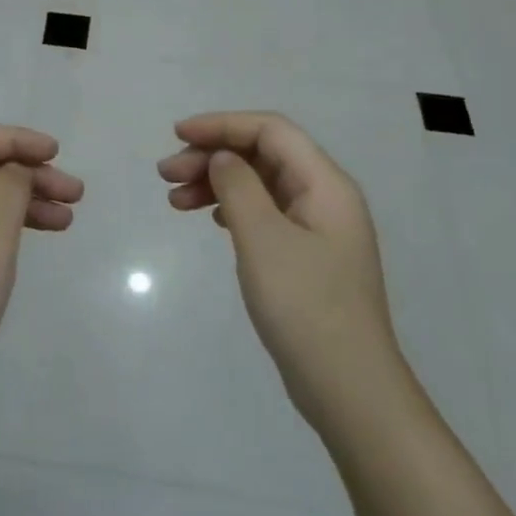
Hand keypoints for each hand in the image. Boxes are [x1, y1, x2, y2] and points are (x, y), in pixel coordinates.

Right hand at [158, 112, 396, 430]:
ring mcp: (318, 229)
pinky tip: (210, 219)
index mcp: (325, 184)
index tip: (177, 135)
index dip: (222, 125)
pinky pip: (265, 213)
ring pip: (260, 184)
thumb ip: (239, 187)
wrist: (349, 390)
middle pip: (263, 155)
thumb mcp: (263, 239)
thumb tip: (223, 158)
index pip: (270, 130)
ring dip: (217, 183)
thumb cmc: (306, 307)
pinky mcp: (307, 256)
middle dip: (213, 156)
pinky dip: (232, 208)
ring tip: (175, 201)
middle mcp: (325, 197)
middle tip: (165, 175)